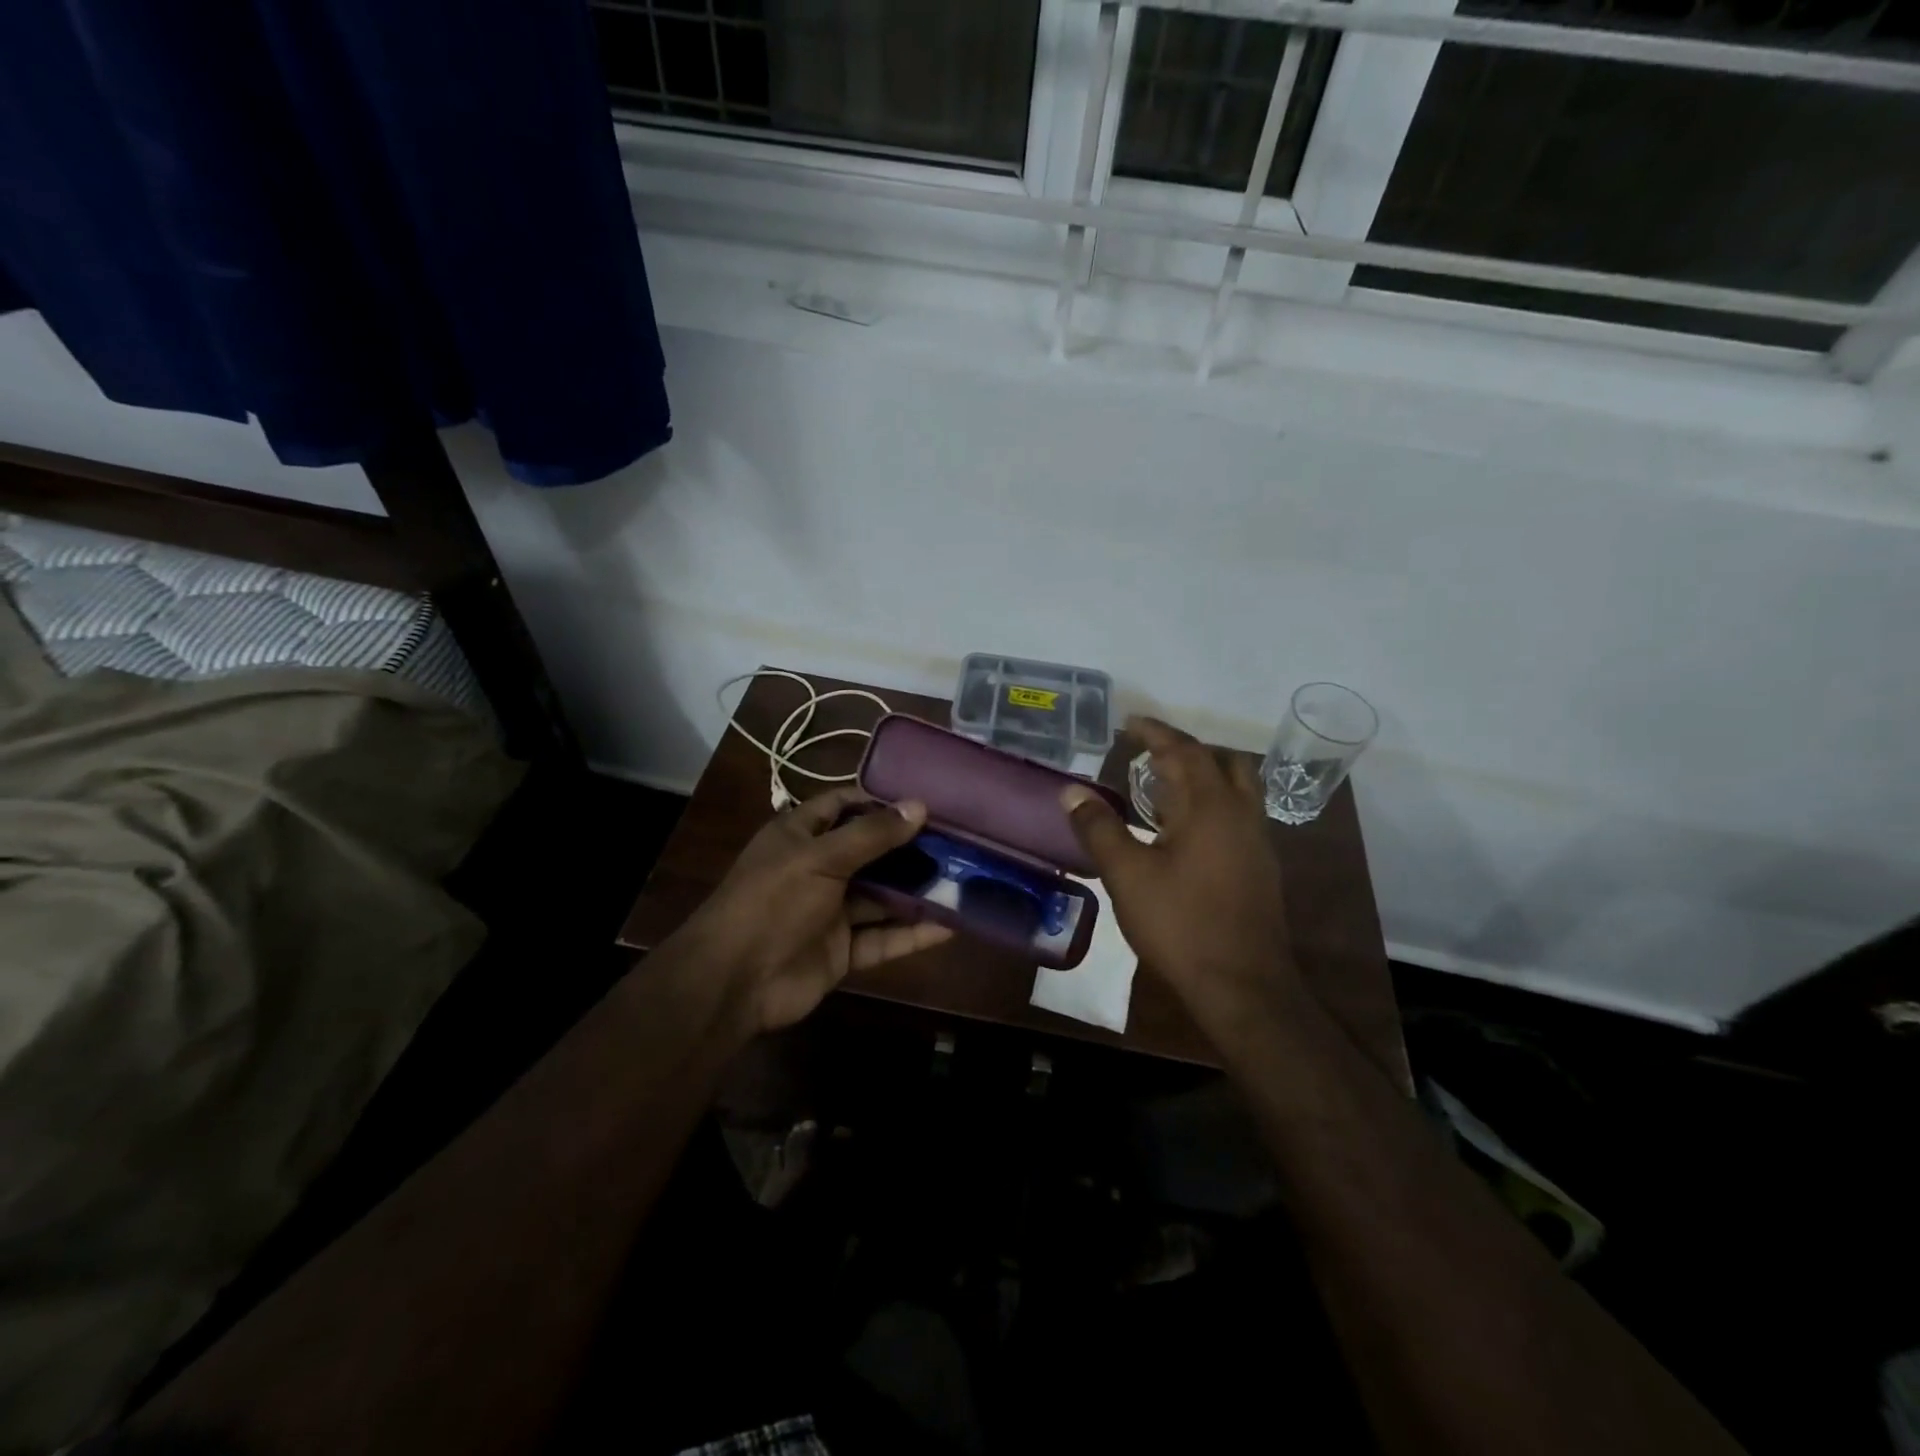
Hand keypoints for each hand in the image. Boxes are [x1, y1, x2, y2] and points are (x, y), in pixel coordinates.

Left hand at [681, 787, 954, 1032]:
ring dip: (917, 891)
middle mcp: (817, 869)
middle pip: (870, 852)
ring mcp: (830, 912)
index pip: (842, 805)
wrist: (733, 982)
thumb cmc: (773, 902)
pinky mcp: (842, 951)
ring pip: (881, 897)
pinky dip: (913, 933)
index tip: (922, 800)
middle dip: (909, 847)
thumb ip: (872, 834)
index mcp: (800, 836)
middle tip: (957, 840)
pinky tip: (950, 926)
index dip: (878, 800)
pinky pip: (883, 938)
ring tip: (963, 878)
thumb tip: (919, 806)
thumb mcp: (821, 858)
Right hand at [1061, 717, 1298, 1032]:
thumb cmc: (1180, 924)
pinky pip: (1239, 815)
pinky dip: (1213, 804)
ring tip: (1165, 787)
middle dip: (1187, 750)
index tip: (1130, 722)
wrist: (1242, 986)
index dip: (1155, 732)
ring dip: (1205, 776)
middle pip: (1223, 762)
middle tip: (1151, 754)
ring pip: (1238, 789)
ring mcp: (1258, 842)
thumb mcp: (1127, 875)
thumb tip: (1070, 791)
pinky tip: (1186, 831)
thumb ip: (1098, 828)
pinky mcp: (1261, 868)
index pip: (1184, 751)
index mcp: (1210, 807)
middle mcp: (1242, 814)